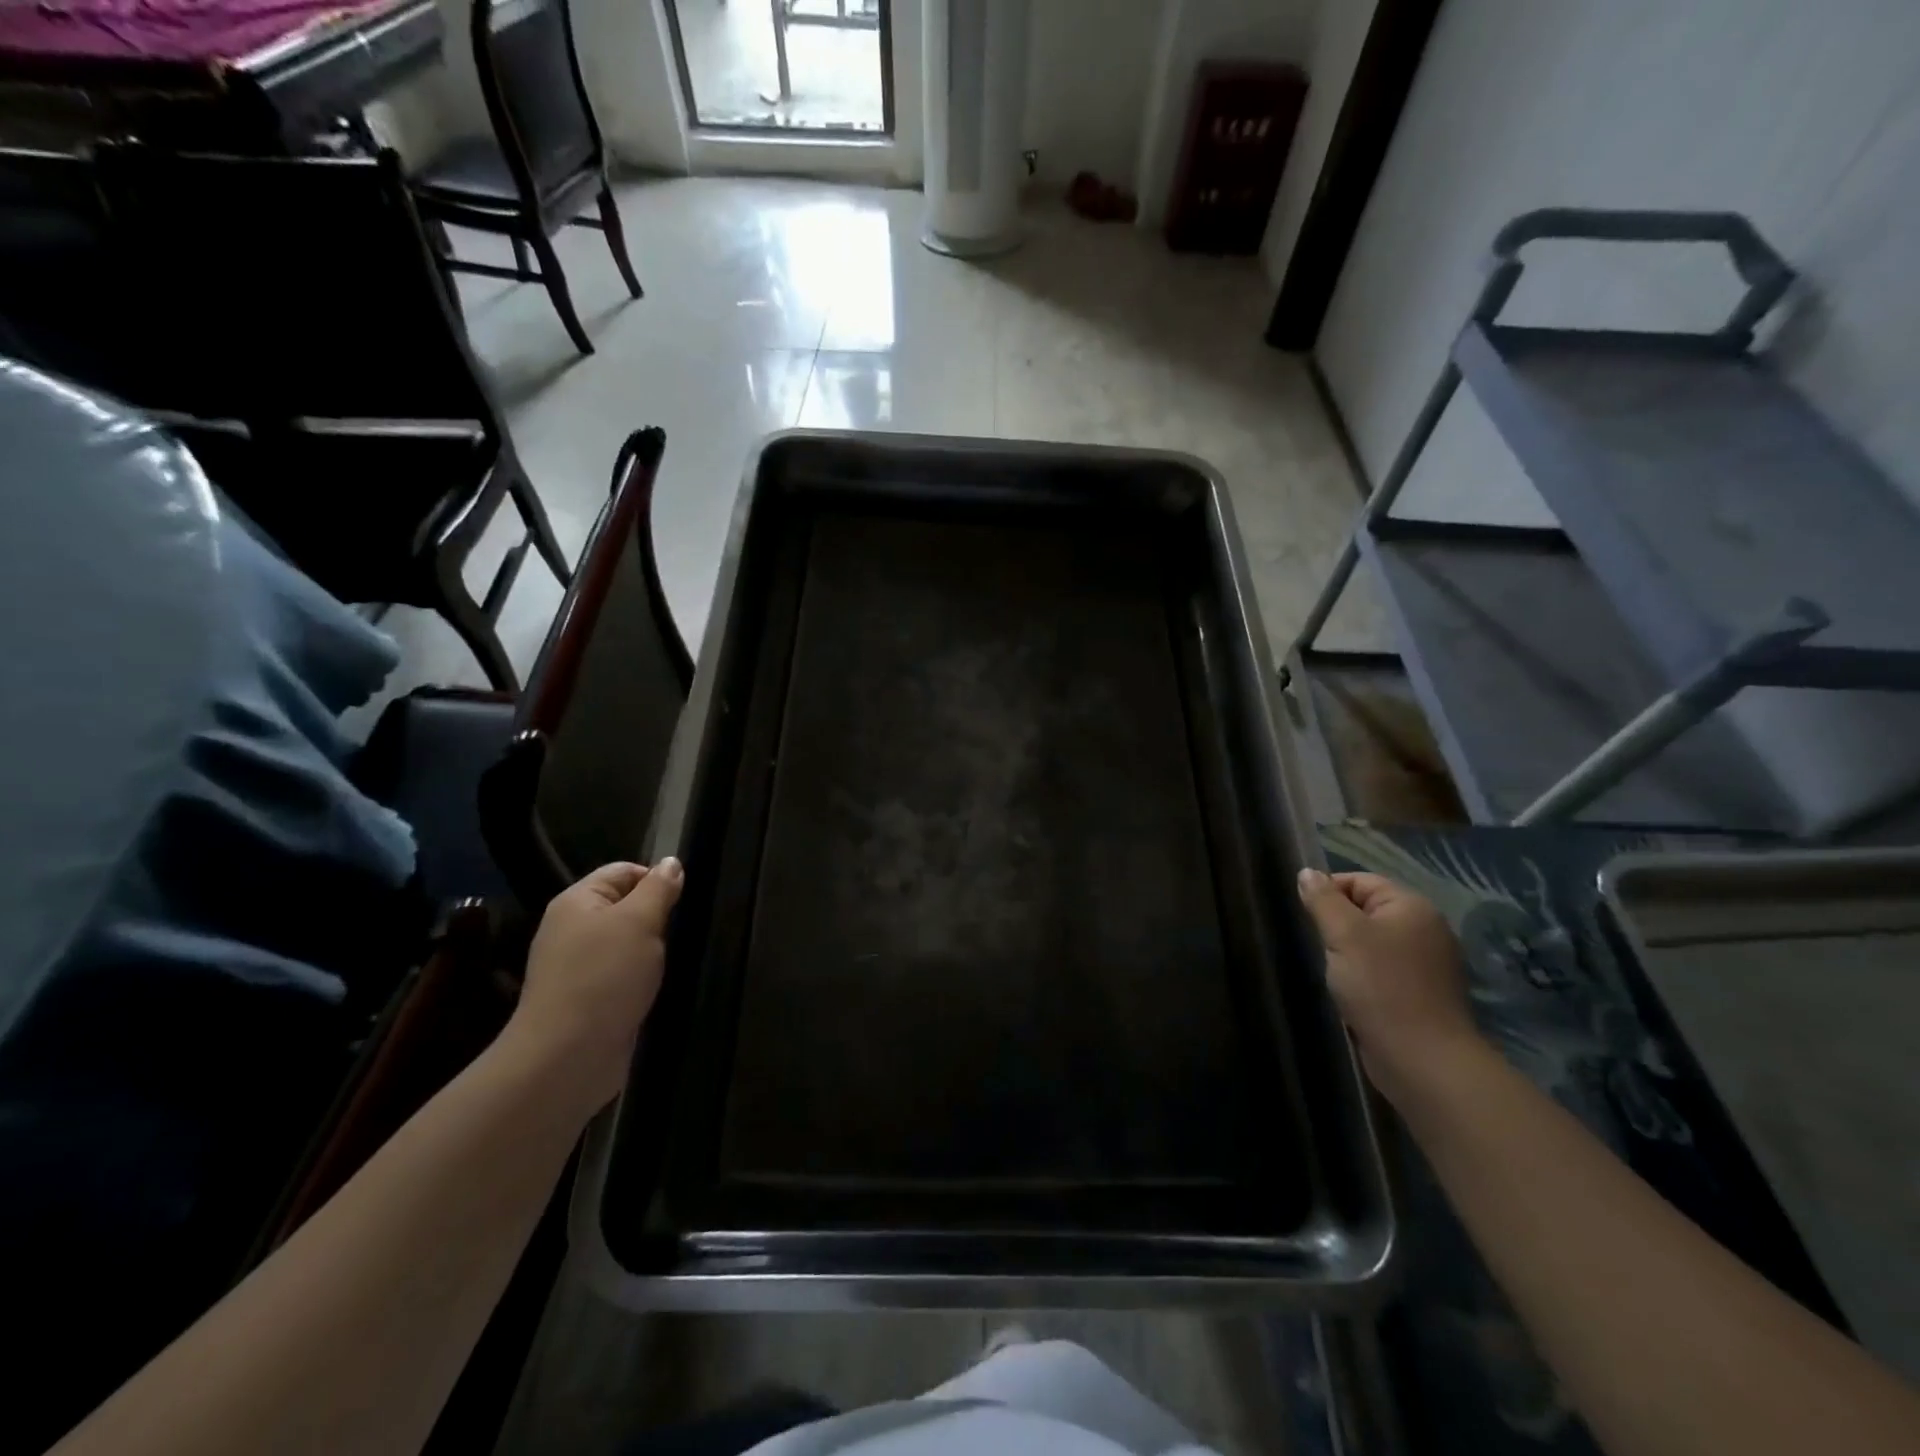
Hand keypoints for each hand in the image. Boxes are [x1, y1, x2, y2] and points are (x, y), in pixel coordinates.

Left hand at [504, 859, 683, 1117]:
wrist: (567, 1057)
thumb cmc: (605, 977)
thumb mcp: (640, 921)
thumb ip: (659, 888)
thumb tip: (671, 862)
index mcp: (576, 902)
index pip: (623, 871)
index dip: (655, 879)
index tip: (682, 902)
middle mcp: (572, 930)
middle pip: (625, 907)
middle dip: (656, 918)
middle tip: (680, 932)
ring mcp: (577, 967)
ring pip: (627, 943)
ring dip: (652, 951)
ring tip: (673, 960)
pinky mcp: (588, 1000)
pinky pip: (622, 975)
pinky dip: (642, 978)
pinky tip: (657, 987)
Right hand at [1296, 868, 1480, 1101]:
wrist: (1422, 1059)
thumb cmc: (1380, 987)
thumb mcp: (1343, 934)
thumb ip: (1322, 900)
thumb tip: (1307, 873)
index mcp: (1412, 907)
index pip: (1360, 881)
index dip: (1328, 892)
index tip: (1305, 917)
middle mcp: (1425, 929)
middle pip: (1366, 911)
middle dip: (1336, 925)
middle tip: (1316, 944)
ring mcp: (1426, 964)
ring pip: (1372, 943)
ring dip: (1347, 954)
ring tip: (1329, 970)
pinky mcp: (1421, 994)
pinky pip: (1382, 971)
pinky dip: (1362, 976)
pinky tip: (1348, 992)